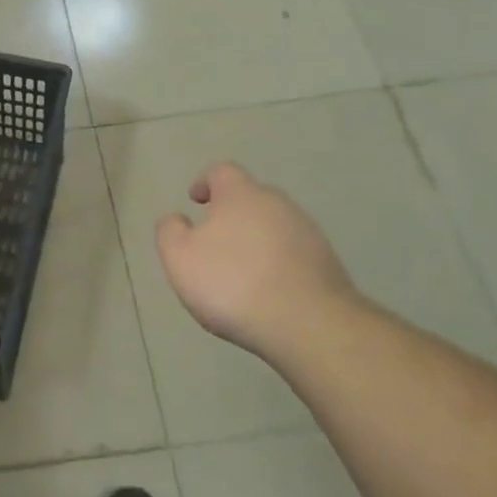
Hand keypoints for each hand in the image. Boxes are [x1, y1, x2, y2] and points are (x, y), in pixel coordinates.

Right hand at [154, 163, 362, 361]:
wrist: (308, 325)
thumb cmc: (232, 283)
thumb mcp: (179, 257)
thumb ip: (170, 231)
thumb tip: (176, 219)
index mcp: (241, 194)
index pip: (221, 171)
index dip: (205, 182)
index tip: (195, 201)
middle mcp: (278, 204)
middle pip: (250, 198)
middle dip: (231, 214)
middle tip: (212, 242)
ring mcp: (308, 233)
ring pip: (273, 226)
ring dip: (255, 240)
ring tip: (239, 272)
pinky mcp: (327, 263)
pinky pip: (292, 254)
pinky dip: (276, 263)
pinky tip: (266, 291)